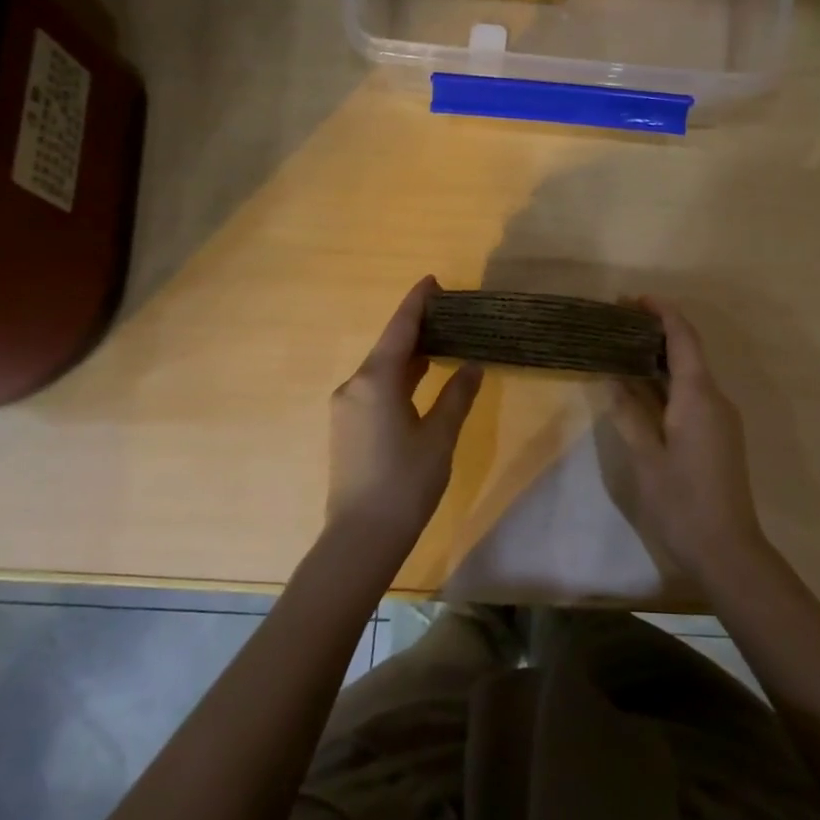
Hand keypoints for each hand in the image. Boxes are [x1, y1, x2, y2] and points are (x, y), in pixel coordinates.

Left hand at [328, 277, 482, 554]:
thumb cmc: (405, 483)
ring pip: (381, 369)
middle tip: (449, 314)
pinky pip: (375, 388)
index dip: (417, 303)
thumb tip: (472, 365)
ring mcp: (346, 407)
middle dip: (416, 328)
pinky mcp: (347, 427)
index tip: (433, 281)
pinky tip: (420, 380)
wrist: (360, 538)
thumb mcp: (440, 436)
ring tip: (441, 342)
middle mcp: (355, 385)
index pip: (400, 329)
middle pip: (388, 346)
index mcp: (376, 380)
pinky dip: (399, 377)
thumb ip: (457, 396)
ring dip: (408, 354)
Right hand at [605, 298, 766, 585]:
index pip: (683, 338)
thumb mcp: (646, 457)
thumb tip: (612, 375)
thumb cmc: (682, 502)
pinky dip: (669, 380)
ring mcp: (721, 417)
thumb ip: (629, 412)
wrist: (728, 549)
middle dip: (657, 331)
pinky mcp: (719, 434)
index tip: (633, 300)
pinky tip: (643, 387)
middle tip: (617, 323)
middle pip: (688, 350)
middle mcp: (715, 398)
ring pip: (691, 372)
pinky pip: (693, 393)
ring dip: (661, 357)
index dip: (661, 312)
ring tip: (623, 349)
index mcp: (698, 396)